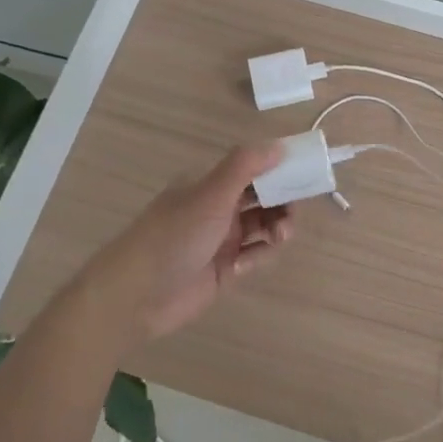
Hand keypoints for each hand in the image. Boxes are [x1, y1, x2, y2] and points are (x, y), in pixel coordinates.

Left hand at [78, 144, 292, 350]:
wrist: (135, 296)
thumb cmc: (173, 236)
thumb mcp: (210, 195)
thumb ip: (245, 166)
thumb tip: (280, 144)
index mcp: (211, 184)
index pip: (254, 168)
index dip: (281, 169)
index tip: (307, 173)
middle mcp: (218, 208)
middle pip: (264, 198)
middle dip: (284, 203)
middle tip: (293, 213)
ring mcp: (222, 239)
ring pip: (264, 228)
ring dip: (276, 230)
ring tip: (278, 238)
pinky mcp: (225, 269)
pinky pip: (254, 256)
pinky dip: (256, 258)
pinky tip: (241, 266)